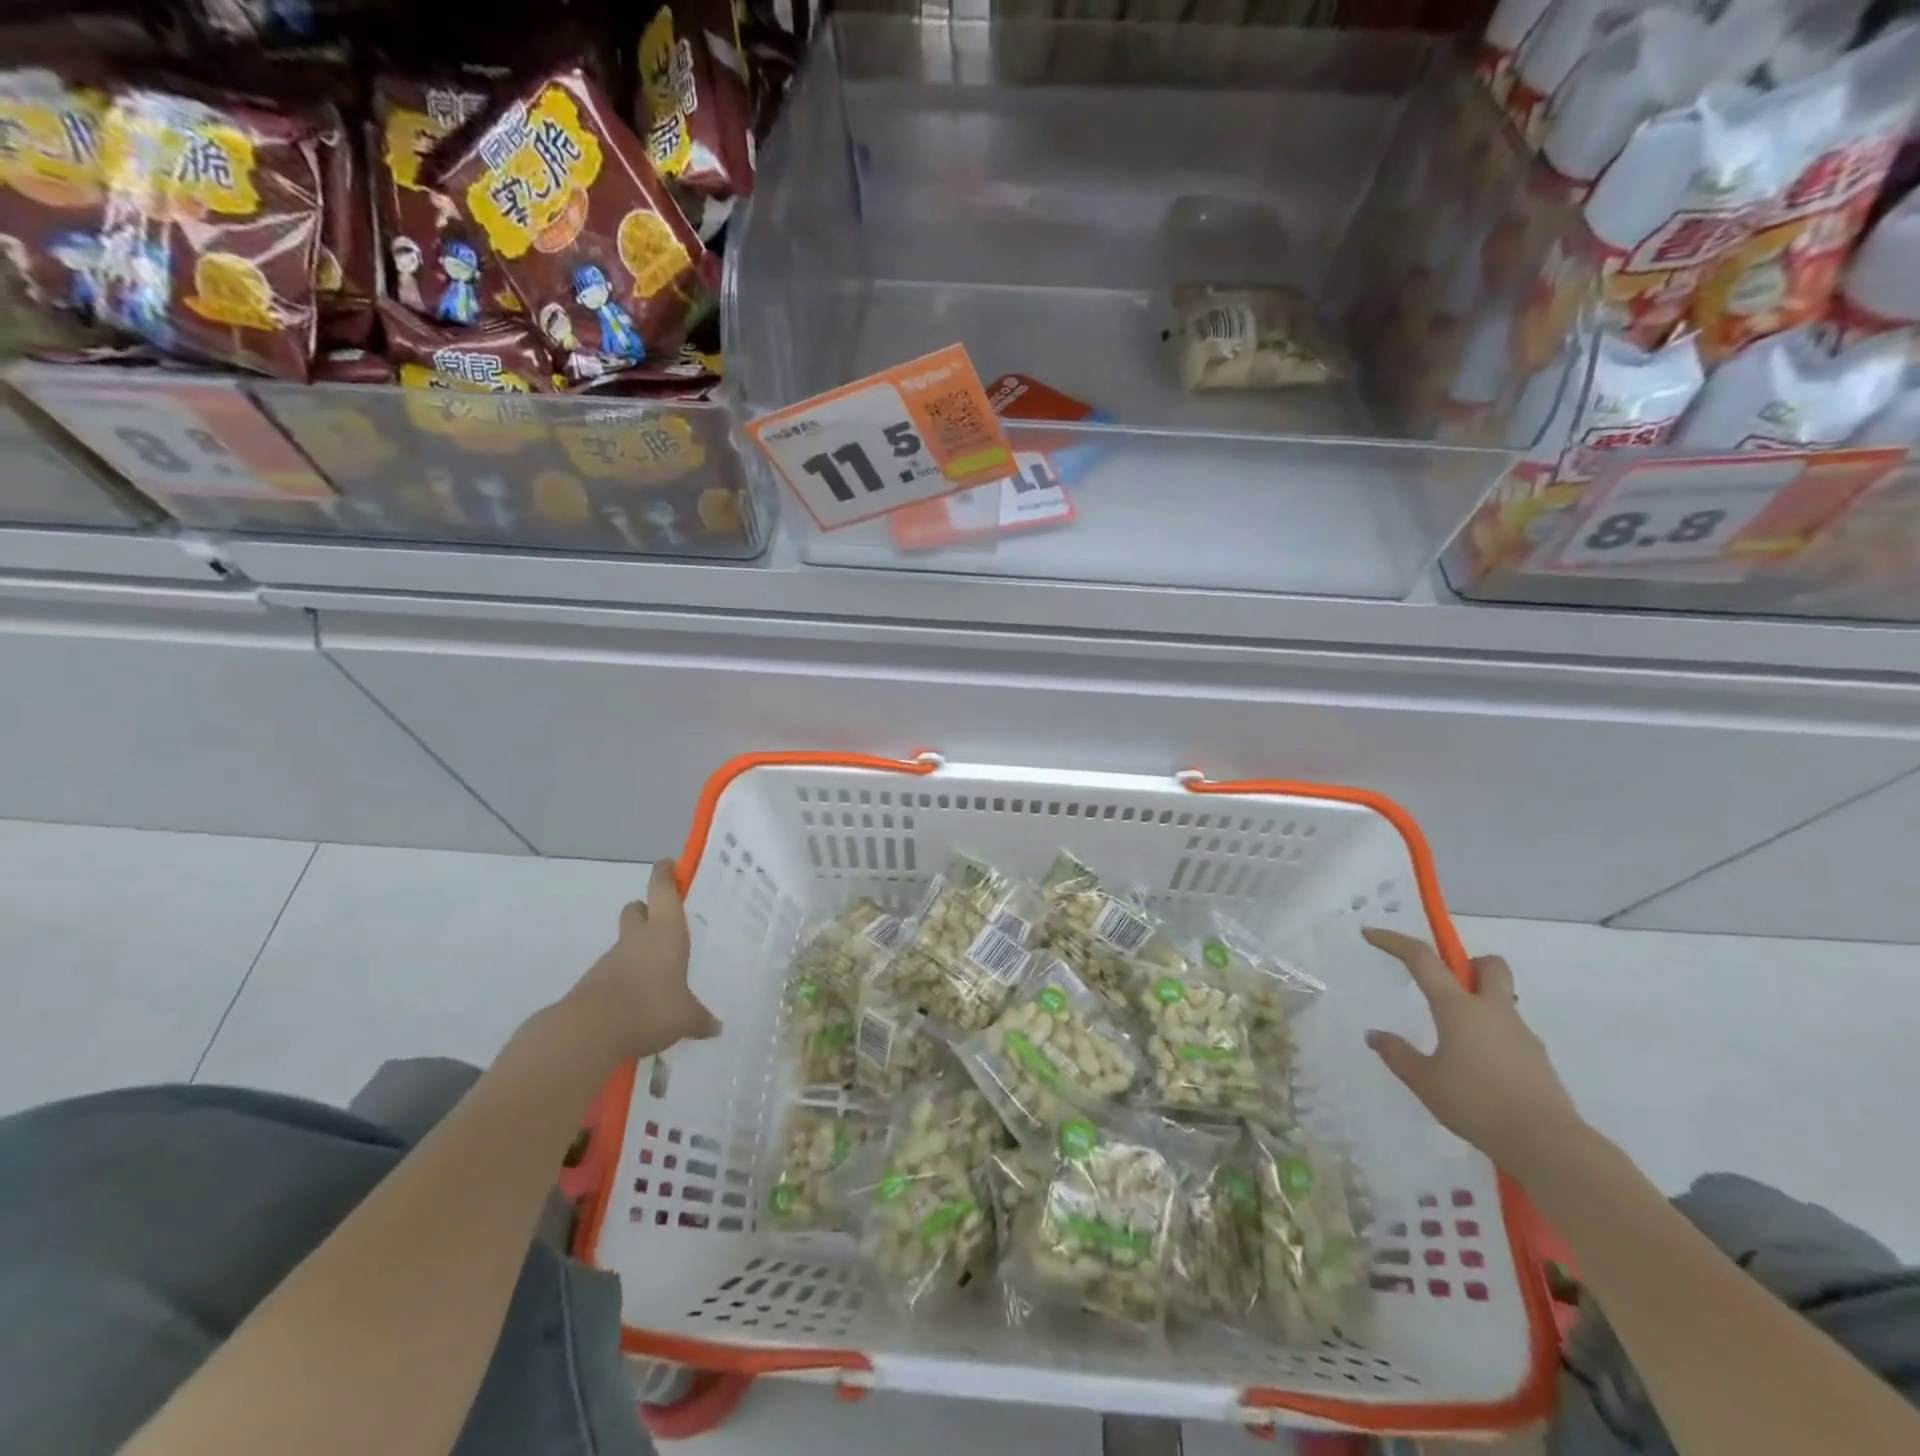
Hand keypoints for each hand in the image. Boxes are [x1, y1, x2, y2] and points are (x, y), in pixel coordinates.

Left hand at [569, 859, 720, 1060]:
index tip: (668, 865)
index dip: (665, 874)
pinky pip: (615, 971)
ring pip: (625, 942)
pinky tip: (640, 999)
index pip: (662, 890)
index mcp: (665, 931)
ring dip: (638, 949)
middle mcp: (637, 938)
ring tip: (658, 972)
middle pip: (637, 909)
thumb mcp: (685, 1017)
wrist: (589, 1032)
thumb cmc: (650, 1008)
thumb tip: (716, 1027)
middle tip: (664, 922)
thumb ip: (700, 1019)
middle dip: (647, 910)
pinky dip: (627, 977)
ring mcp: (612, 959)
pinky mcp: (594, 983)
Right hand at [1362, 928, 1583, 1176]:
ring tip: (1455, 1042)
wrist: (1548, 1146)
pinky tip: (1479, 1069)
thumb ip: (1398, 1054)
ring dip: (1479, 1004)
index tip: (1371, 934)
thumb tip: (1374, 1035)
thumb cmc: (1477, 1104)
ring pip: (1502, 999)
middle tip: (1445, 985)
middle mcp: (1492, 1010)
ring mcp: (1521, 1034)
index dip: (1394, 941)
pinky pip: (1511, 1032)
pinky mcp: (1538, 1059)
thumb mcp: (1424, 1081)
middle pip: (1489, 965)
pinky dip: (1492, 1036)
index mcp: (1458, 1008)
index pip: (1422, 959)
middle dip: (1467, 964)